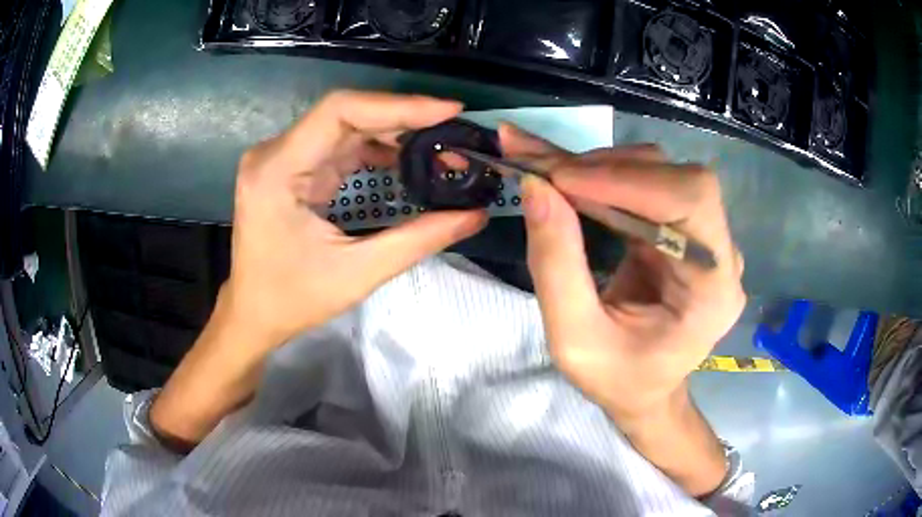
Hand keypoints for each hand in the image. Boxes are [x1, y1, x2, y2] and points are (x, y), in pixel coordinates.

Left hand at [225, 90, 486, 349]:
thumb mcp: (358, 274)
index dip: (397, 105)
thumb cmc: (292, 299)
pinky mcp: (290, 166)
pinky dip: (375, 147)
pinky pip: (338, 143)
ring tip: (438, 145)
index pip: (339, 112)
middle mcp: (274, 153)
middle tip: (453, 131)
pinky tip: (405, 158)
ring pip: (345, 125)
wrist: (252, 313)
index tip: (448, 111)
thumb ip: (418, 240)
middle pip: (346, 114)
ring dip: (393, 132)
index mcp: (277, 171)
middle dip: (403, 120)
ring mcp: (280, 157)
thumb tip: (475, 214)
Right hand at [500, 125, 744, 495]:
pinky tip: (568, 177)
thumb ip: (556, 266)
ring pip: (660, 172)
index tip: (560, 179)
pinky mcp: (684, 228)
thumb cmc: (618, 379)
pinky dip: (604, 176)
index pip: (689, 201)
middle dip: (606, 168)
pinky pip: (648, 185)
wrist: (646, 390)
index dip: (627, 180)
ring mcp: (706, 236)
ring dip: (600, 167)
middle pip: (676, 178)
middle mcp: (721, 253)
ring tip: (548, 175)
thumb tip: (536, 186)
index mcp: (714, 290)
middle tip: (541, 169)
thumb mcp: (574, 340)